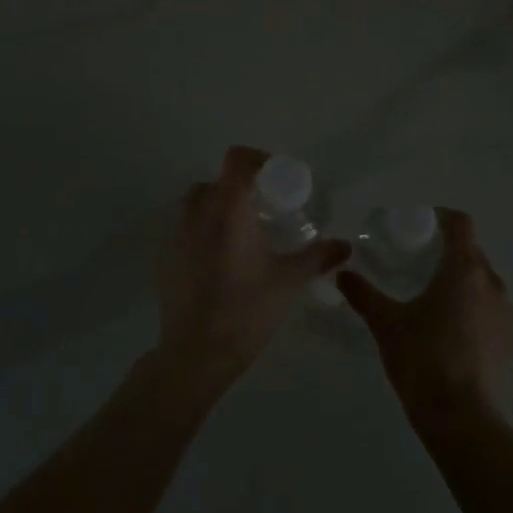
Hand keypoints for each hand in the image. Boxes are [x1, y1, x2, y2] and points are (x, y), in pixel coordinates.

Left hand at [154, 146, 349, 391]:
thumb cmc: (246, 309)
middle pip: (217, 181)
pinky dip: (205, 232)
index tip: (279, 179)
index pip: (237, 160)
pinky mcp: (168, 258)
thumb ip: (317, 257)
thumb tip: (345, 245)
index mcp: (228, 209)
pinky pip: (187, 230)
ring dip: (219, 208)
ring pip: (197, 204)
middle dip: (241, 188)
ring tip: (245, 233)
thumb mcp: (289, 281)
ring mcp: (177, 236)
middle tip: (266, 209)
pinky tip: (225, 261)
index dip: (258, 160)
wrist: (196, 352)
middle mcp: (198, 213)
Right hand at [337, 209, 512, 428]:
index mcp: (464, 270)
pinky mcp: (510, 341)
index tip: (421, 225)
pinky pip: (492, 312)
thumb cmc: (422, 359)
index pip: (461, 225)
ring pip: (484, 283)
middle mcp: (492, 284)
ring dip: (463, 283)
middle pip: (473, 253)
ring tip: (435, 299)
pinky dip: (474, 310)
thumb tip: (342, 273)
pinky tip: (452, 332)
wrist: (461, 416)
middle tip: (419, 262)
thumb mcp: (385, 324)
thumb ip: (363, 294)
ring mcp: (506, 314)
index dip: (442, 218)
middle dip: (448, 252)